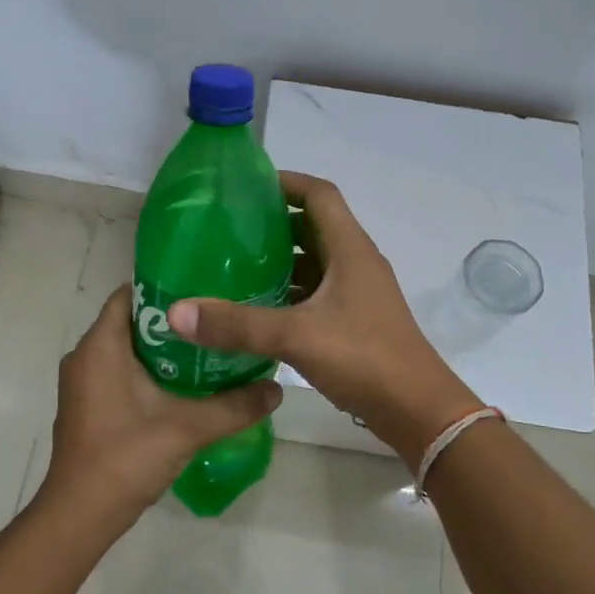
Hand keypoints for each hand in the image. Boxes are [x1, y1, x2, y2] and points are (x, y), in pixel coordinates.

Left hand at [37, 285, 283, 532]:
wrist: (80, 515)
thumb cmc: (126, 458)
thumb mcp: (187, 428)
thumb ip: (234, 406)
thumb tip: (276, 389)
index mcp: (100, 346)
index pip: (129, 295)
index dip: (165, 288)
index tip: (203, 291)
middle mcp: (84, 356)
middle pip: (131, 321)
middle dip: (171, 321)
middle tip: (214, 321)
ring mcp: (82, 383)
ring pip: (125, 349)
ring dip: (161, 350)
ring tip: (206, 349)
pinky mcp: (86, 405)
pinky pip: (117, 372)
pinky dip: (146, 371)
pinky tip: (182, 386)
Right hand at [165, 173, 481, 468]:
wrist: (418, 411)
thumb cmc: (364, 358)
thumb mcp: (296, 337)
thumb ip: (237, 325)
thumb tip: (176, 313)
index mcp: (350, 249)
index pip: (319, 194)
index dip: (286, 182)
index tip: (246, 188)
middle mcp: (356, 263)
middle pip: (314, 226)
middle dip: (274, 223)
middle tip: (229, 230)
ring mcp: (358, 293)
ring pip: (315, 262)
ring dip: (281, 260)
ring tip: (235, 267)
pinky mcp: (355, 321)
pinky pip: (317, 293)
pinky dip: (289, 292)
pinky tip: (259, 310)